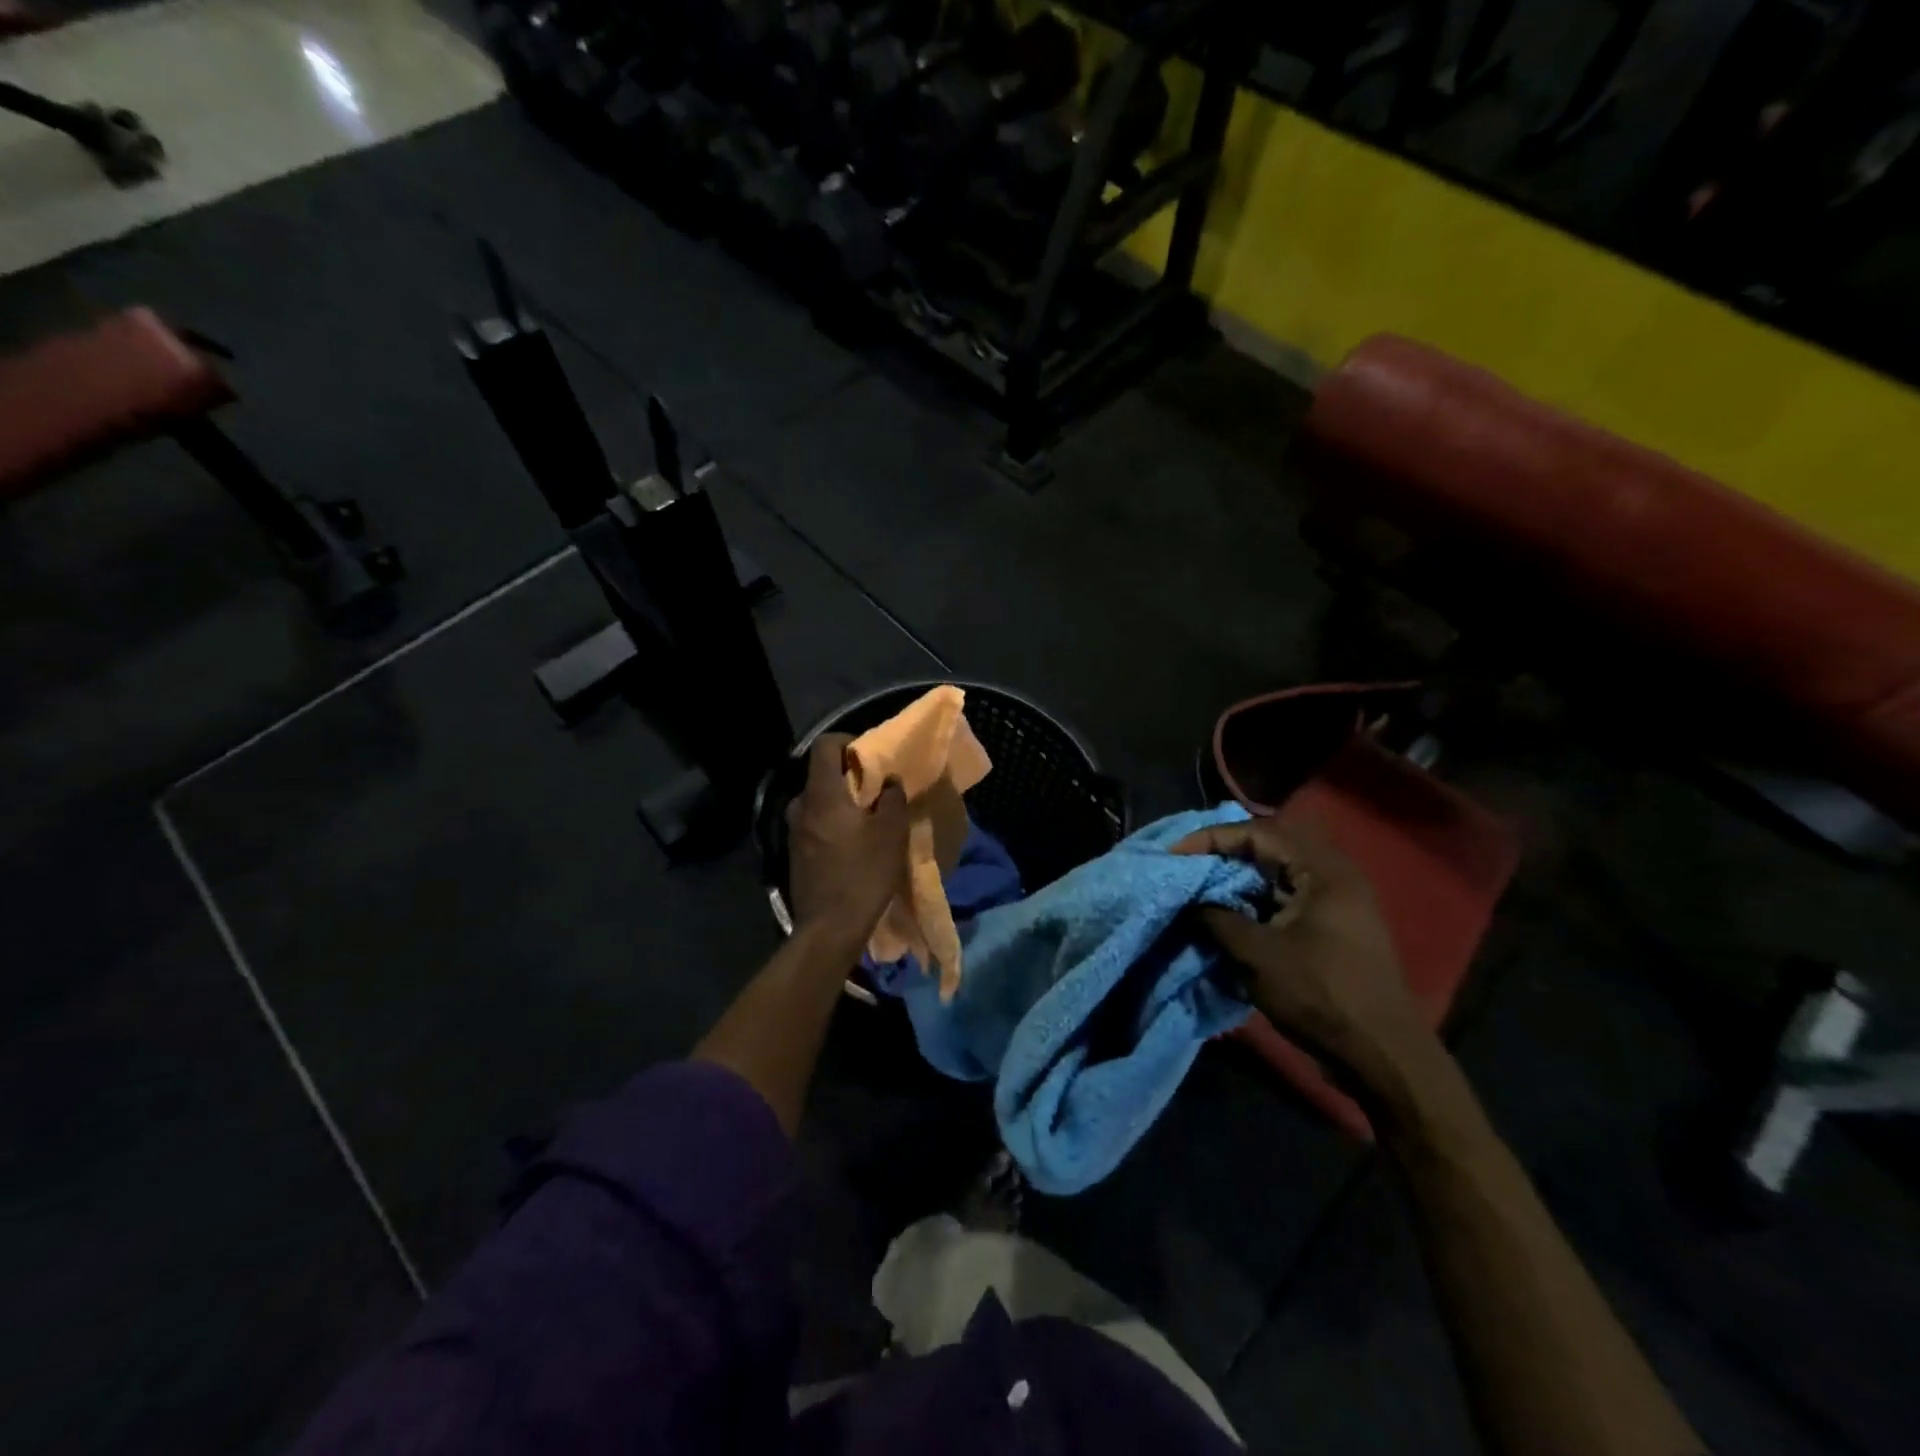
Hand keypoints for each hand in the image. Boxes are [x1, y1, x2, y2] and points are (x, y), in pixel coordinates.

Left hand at [787, 733, 908, 940]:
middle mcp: (800, 806)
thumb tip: (889, 781)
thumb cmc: (862, 875)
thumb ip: (892, 799)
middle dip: (848, 775)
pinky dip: (832, 823)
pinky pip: (815, 824)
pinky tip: (852, 843)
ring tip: (867, 818)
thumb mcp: (891, 834)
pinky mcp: (795, 854)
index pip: (824, 745)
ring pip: (818, 801)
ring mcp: (793, 832)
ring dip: (841, 802)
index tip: (870, 755)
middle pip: (821, 774)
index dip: (847, 741)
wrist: (828, 929)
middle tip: (876, 789)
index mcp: (821, 794)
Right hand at [1172, 815, 1429, 1087]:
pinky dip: (1256, 899)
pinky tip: (1231, 914)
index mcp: (1324, 870)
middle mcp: (1335, 876)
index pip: (1258, 833)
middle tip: (1189, 863)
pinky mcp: (1333, 927)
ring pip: (1278, 873)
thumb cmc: (1320, 995)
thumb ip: (1217, 918)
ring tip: (1202, 888)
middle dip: (1225, 852)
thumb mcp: (1257, 955)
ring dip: (1239, 877)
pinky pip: (1287, 896)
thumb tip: (1190, 901)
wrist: (1382, 1056)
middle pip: (1270, 846)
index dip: (1212, 838)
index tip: (1175, 853)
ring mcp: (1338, 902)